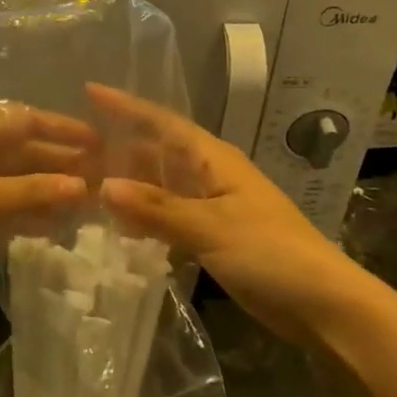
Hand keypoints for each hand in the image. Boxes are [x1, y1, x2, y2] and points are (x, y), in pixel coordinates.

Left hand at [0, 107, 95, 312]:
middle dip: (61, 165)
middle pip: (24, 153)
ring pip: (16, 184)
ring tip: (89, 208)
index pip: (27, 121)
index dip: (63, 130)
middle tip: (103, 180)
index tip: (100, 143)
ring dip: (48, 194)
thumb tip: (84, 186)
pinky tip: (56, 230)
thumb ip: (35, 191)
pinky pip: (3, 211)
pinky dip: (27, 218)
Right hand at [88, 84, 368, 345]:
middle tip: (73, 150)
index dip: (126, 106)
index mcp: (213, 160)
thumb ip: (157, 209)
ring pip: (161, 187)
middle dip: (119, 148)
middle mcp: (210, 176)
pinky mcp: (215, 237)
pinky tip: (119, 228)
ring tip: (85, 185)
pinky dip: (145, 218)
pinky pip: (170, 217)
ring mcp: (214, 207)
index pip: (162, 122)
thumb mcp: (211, 227)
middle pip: (157, 153)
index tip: (90, 91)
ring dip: (129, 185)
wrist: (323, 305)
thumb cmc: (271, 253)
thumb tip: (103, 187)